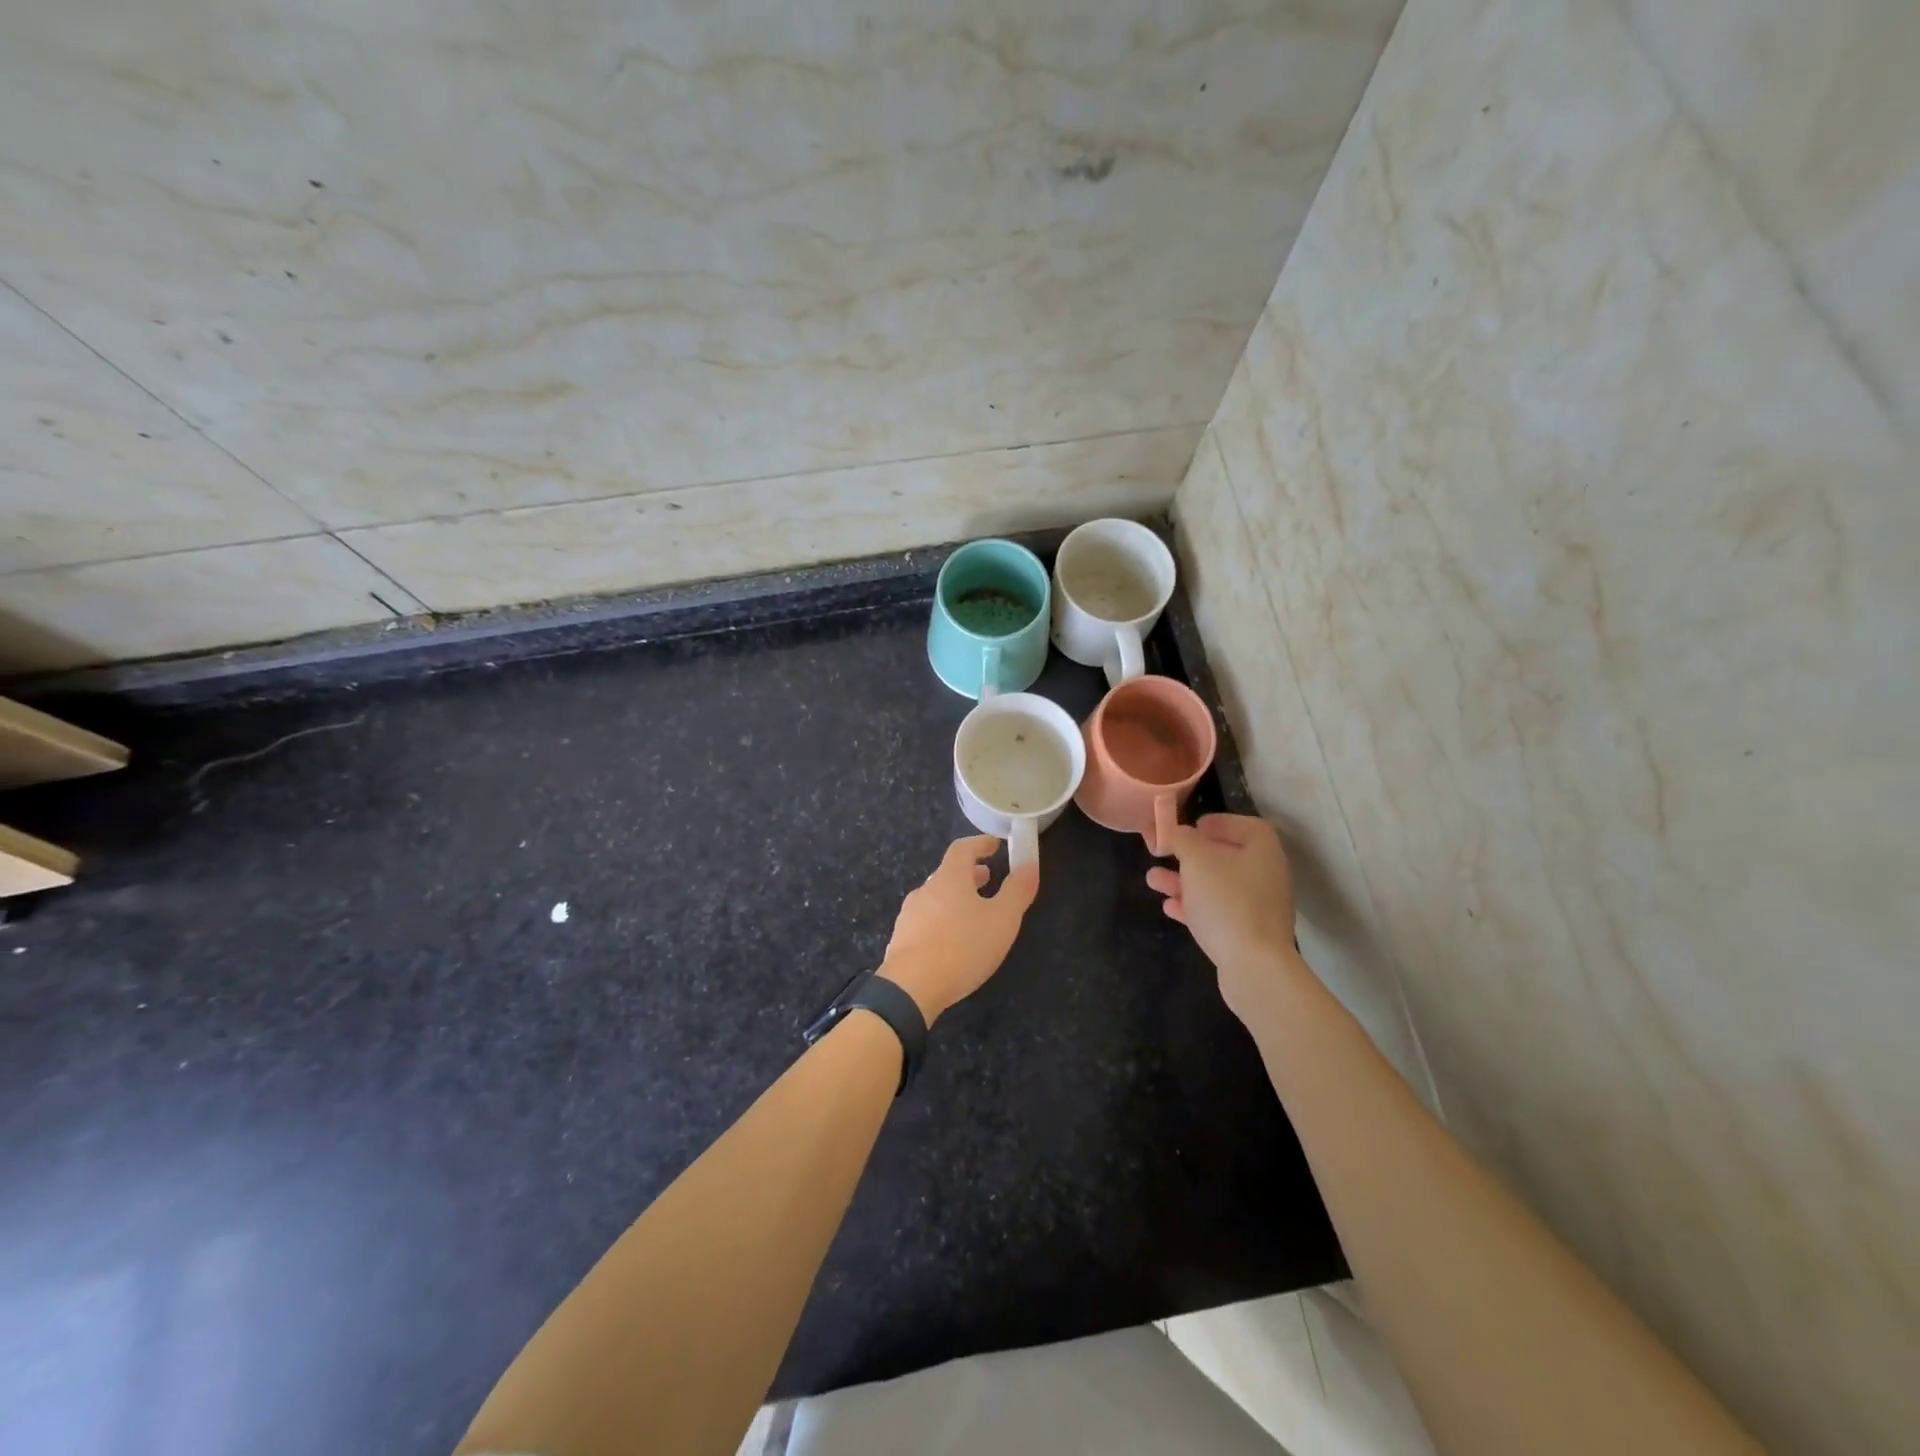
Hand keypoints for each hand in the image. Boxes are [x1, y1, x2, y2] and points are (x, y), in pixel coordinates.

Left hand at [879, 835, 1038, 1024]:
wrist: (910, 988)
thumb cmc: (962, 947)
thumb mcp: (1002, 920)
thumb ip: (1017, 891)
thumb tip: (1030, 863)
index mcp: (950, 878)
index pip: (962, 848)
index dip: (980, 843)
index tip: (995, 844)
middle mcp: (926, 890)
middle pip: (948, 873)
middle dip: (969, 873)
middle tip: (987, 879)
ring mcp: (909, 915)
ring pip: (936, 897)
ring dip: (955, 898)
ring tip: (972, 912)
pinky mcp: (901, 939)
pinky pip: (926, 921)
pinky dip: (942, 920)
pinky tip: (951, 941)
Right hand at [1146, 814, 1300, 1020]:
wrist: (1254, 966)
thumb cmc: (1226, 901)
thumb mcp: (1197, 860)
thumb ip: (1182, 839)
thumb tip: (1177, 832)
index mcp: (1262, 850)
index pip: (1245, 825)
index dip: (1219, 822)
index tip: (1193, 826)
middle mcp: (1265, 875)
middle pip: (1227, 856)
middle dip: (1191, 855)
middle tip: (1166, 853)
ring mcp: (1258, 907)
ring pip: (1216, 886)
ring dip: (1184, 881)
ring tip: (1152, 879)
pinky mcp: (1247, 934)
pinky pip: (1217, 912)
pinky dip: (1193, 907)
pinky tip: (1169, 907)